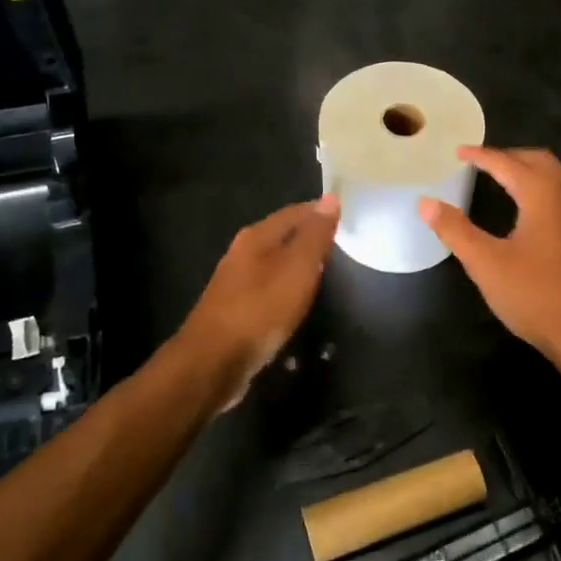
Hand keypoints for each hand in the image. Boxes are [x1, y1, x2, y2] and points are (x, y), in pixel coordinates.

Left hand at [177, 194, 340, 406]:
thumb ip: (315, 235)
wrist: (213, 362)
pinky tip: (298, 303)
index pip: (294, 212)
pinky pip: (268, 290)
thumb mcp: (298, 269)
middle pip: (282, 237)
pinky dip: (286, 290)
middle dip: (310, 238)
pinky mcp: (235, 311)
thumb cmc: (260, 310)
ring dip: (298, 265)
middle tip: (341, 246)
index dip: (320, 213)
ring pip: (274, 264)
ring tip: (326, 273)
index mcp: (256, 236)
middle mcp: (242, 253)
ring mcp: (235, 283)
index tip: (347, 219)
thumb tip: (330, 198)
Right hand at [419, 148, 560, 370]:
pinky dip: (543, 190)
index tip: (459, 152)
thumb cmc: (537, 296)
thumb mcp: (487, 264)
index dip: (481, 156)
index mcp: (544, 194)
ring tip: (503, 181)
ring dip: (529, 172)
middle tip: (481, 163)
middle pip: (539, 161)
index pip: (507, 163)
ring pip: (557, 178)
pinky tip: (531, 214)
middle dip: (509, 157)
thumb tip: (426, 202)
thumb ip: (455, 230)